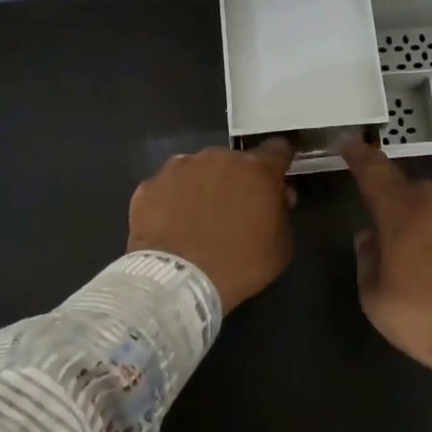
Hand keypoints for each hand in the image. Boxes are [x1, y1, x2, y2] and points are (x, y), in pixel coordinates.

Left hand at [127, 140, 296, 311]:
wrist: (177, 281)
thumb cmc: (239, 265)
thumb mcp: (281, 247)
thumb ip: (282, 212)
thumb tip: (278, 196)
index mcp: (256, 169)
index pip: (277, 150)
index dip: (278, 165)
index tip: (275, 181)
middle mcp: (217, 157)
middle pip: (233, 162)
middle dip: (236, 180)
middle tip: (232, 210)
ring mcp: (179, 168)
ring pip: (197, 171)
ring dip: (202, 187)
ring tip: (196, 219)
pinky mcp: (149, 185)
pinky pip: (167, 188)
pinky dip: (171, 201)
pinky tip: (171, 226)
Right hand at [343, 140, 431, 380]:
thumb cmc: (425, 321)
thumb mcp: (375, 299)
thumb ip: (368, 258)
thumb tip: (371, 235)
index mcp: (403, 212)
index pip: (374, 171)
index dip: (360, 156)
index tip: (351, 145)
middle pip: (416, 191)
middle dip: (407, 208)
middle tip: (406, 242)